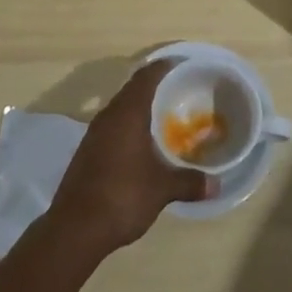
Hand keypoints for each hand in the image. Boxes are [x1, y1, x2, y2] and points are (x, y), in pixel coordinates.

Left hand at [47, 61, 214, 255]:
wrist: (75, 228)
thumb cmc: (123, 196)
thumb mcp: (162, 189)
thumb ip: (189, 182)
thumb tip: (216, 185)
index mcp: (128, 113)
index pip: (146, 77)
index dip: (163, 67)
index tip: (181, 63)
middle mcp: (108, 116)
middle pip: (132, 89)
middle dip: (154, 86)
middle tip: (178, 89)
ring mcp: (94, 134)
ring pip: (121, 108)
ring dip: (139, 107)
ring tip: (163, 115)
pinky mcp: (87, 151)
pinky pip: (112, 126)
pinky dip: (129, 126)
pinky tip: (141, 144)